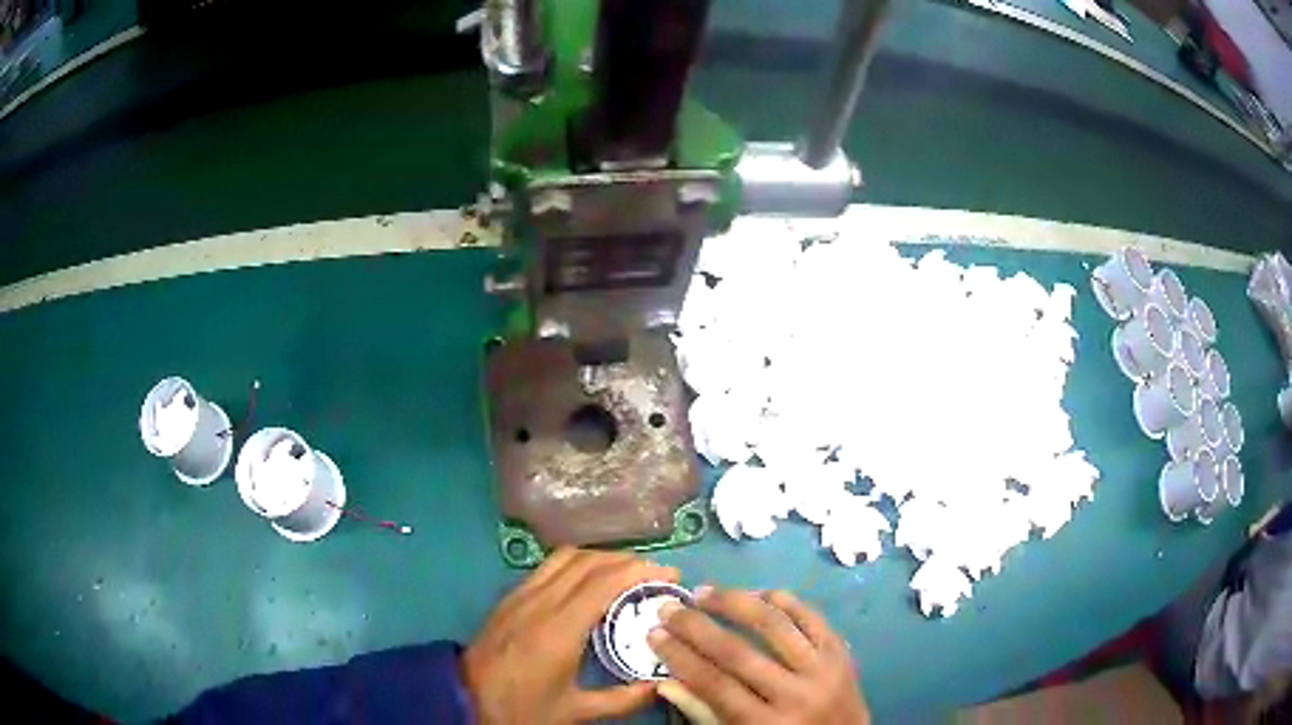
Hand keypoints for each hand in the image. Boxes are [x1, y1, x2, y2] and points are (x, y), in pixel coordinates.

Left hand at [462, 548, 679, 723]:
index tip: (671, 575)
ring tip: (627, 574)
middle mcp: (540, 601)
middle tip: (656, 574)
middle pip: (589, 561)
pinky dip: (577, 564)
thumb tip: (659, 685)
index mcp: (559, 628)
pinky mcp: (509, 597)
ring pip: (566, 557)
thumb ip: (622, 699)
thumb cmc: (521, 708)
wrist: (465, 700)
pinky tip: (589, 583)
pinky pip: (548, 566)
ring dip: (601, 558)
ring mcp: (521, 595)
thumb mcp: (575, 711)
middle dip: (628, 560)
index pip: (605, 581)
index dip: (641, 570)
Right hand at [648, 587, 868, 723]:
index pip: (714, 684)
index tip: (654, 632)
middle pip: (738, 653)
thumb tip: (665, 680)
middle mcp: (796, 695)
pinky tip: (757, 592)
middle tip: (670, 606)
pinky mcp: (842, 652)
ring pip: (775, 626)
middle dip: (697, 626)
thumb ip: (705, 713)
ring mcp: (823, 670)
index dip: (680, 656)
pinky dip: (783, 600)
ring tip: (705, 591)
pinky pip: (811, 617)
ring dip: (735, 603)